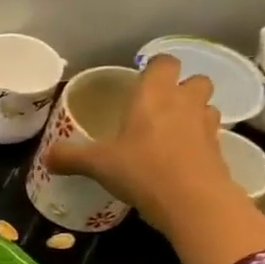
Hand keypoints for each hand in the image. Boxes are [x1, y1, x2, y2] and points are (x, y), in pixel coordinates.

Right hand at [46, 55, 230, 227]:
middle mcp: (184, 102)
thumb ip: (70, 157)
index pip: (163, 62)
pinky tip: (178, 159)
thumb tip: (45, 157)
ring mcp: (206, 125)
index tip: (139, 82)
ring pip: (206, 106)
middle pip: (194, 79)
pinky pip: (210, 135)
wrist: (193, 201)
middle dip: (180, 88)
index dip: (153, 68)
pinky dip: (197, 141)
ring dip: (193, 113)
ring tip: (170, 132)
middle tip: (157, 108)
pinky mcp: (219, 150)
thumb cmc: (141, 169)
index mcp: (153, 96)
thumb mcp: (96, 164)